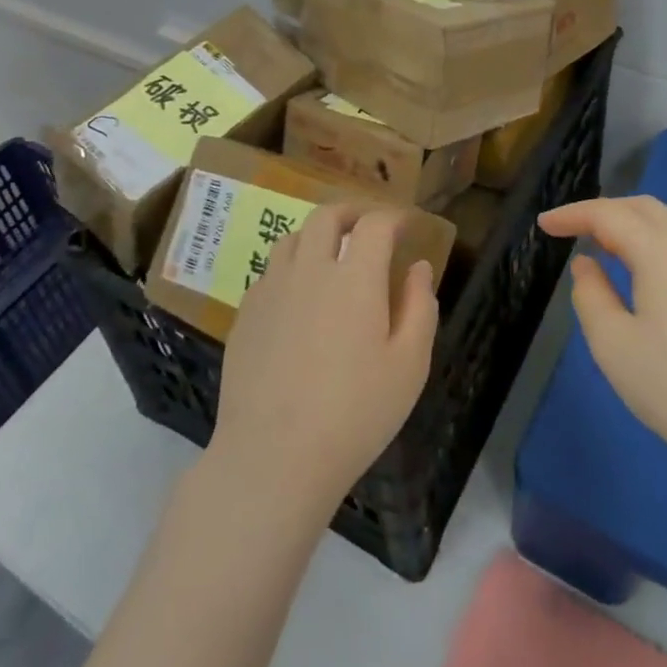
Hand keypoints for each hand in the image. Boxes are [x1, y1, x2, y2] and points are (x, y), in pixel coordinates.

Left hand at [209, 203, 438, 521]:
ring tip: (331, 254)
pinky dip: (291, 266)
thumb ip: (420, 307)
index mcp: (354, 277)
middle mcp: (309, 268)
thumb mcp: (409, 366)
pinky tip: (299, 295)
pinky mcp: (246, 312)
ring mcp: (271, 288)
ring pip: (292, 237)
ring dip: (317, 234)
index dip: (394, 216)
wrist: (273, 455)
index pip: (375, 224)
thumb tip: (419, 267)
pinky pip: (270, 270)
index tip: (407, 224)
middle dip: (352, 211)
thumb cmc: (354, 413)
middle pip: (326, 216)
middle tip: (368, 225)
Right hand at [538, 196, 666, 505]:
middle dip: (604, 211)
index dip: (572, 214)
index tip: (544, 224)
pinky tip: (646, 276)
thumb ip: (590, 294)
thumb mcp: (612, 344)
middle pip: (644, 208)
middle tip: (572, 230)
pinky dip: (657, 246)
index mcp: (664, 252)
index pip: (609, 214)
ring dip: (632, 227)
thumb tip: (588, 265)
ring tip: (603, 250)